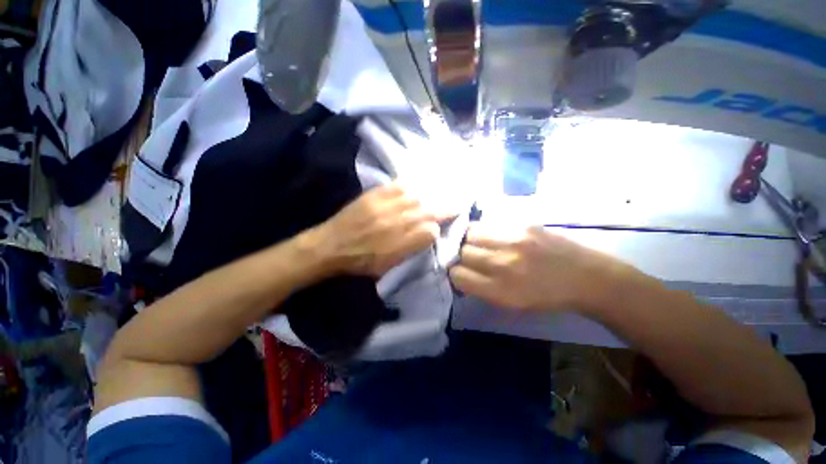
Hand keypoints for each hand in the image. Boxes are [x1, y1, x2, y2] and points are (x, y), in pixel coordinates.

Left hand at [313, 184, 443, 276]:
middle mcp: (396, 224)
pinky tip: (418, 186)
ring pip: (418, 198)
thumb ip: (411, 250)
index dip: (437, 230)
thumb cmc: (360, 261)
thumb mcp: (388, 266)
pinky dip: (411, 186)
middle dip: (445, 208)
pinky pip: (399, 186)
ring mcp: (386, 207)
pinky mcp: (375, 195)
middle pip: (428, 212)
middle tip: (456, 204)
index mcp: (400, 245)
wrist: (331, 245)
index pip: (430, 232)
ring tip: (439, 194)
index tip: (438, 229)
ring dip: (431, 196)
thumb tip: (428, 235)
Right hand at [450, 226, 629, 311]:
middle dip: (462, 256)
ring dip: (471, 240)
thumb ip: (481, 288)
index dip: (456, 274)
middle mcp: (503, 264)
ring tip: (481, 244)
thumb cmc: (547, 297)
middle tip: (473, 259)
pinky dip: (485, 231)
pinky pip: (489, 224)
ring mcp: (514, 241)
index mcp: (500, 290)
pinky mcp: (523, 225)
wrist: (588, 278)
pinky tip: (494, 236)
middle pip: (462, 252)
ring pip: (471, 233)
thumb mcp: (511, 304)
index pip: (457, 274)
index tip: (461, 273)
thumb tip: (460, 273)